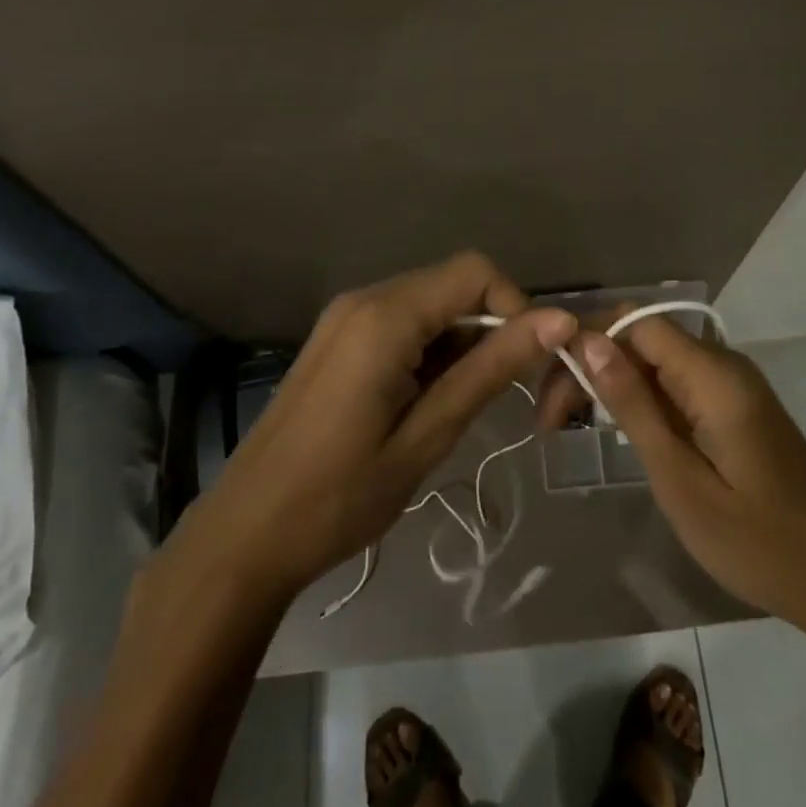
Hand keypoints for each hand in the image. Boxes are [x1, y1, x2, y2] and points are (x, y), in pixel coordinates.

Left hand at [147, 252, 576, 609]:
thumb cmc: (339, 497)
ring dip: (461, 344)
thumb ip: (491, 369)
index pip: (476, 271)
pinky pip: (402, 323)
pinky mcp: (337, 338)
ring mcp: (345, 316)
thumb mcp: (427, 435)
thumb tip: (559, 320)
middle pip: (452, 285)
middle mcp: (365, 298)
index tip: (528, 367)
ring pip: (430, 305)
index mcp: (385, 315)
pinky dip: (430, 351)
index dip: (515, 307)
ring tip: (458, 409)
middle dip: (491, 328)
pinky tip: (425, 403)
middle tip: (504, 396)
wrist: (245, 535)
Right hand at [572, 316, 805, 627]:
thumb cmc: (759, 541)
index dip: (586, 342)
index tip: (548, 390)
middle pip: (642, 338)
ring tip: (571, 426)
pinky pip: (677, 385)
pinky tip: (618, 431)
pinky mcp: (735, 409)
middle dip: (591, 366)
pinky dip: (641, 400)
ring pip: (656, 362)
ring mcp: (732, 386)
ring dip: (612, 384)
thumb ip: (635, 406)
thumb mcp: (681, 479)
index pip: (635, 322)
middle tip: (551, 421)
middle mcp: (723, 365)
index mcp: (713, 374)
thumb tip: (589, 342)